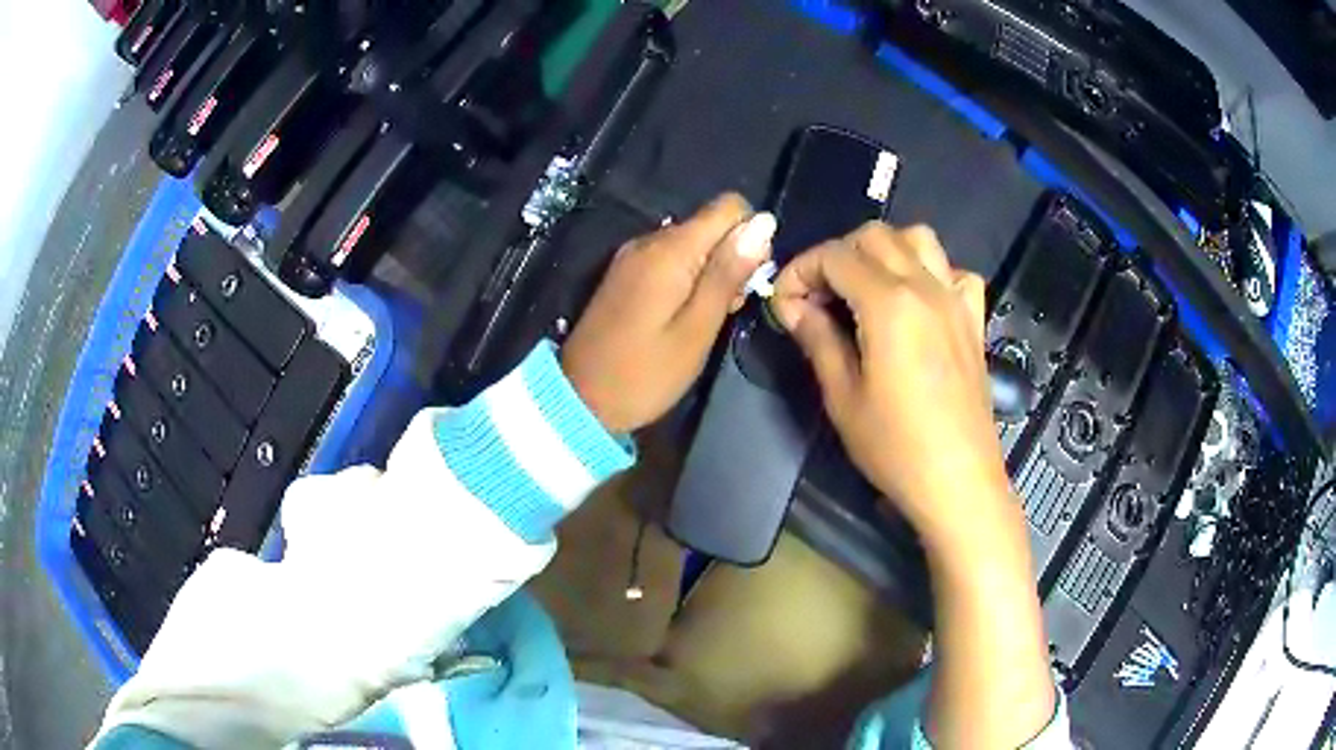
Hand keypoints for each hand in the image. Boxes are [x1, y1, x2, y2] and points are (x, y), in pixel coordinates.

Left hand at [563, 193, 774, 432]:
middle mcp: (649, 240)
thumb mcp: (697, 328)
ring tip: (704, 320)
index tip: (747, 279)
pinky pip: (669, 260)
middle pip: (710, 225)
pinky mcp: (624, 274)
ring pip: (692, 244)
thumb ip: (729, 272)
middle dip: (730, 259)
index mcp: (670, 249)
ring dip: (710, 273)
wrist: (579, 400)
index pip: (728, 207)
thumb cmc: (645, 373)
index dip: (750, 237)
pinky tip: (683, 317)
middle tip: (724, 310)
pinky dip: (687, 280)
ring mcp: (632, 256)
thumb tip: (763, 222)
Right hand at [770, 223, 1011, 547]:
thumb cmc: (895, 447)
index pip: (835, 256)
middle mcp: (925, 287)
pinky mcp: (974, 320)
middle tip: (819, 298)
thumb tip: (792, 305)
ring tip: (866, 288)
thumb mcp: (843, 397)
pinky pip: (955, 272)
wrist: (958, 481)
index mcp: (889, 303)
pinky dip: (931, 271)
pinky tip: (918, 302)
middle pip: (874, 236)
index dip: (800, 270)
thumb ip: (817, 339)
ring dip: (884, 251)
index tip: (784, 303)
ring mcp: (955, 300)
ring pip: (918, 238)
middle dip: (837, 255)